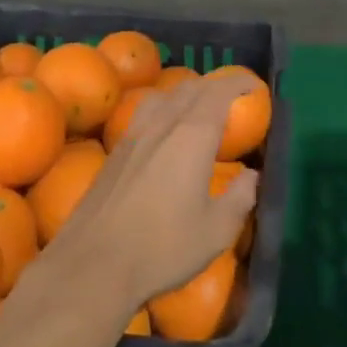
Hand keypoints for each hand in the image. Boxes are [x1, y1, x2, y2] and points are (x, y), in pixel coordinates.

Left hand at [48, 77, 259, 310]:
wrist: (93, 264)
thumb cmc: (162, 248)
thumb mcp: (216, 231)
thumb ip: (240, 197)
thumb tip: (251, 175)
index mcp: (193, 136)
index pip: (218, 92)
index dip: (238, 82)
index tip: (253, 86)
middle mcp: (163, 124)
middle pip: (190, 88)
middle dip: (215, 85)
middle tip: (232, 96)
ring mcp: (133, 135)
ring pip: (163, 96)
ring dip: (186, 94)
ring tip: (198, 109)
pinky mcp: (114, 152)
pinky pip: (144, 114)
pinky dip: (163, 109)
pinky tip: (163, 133)